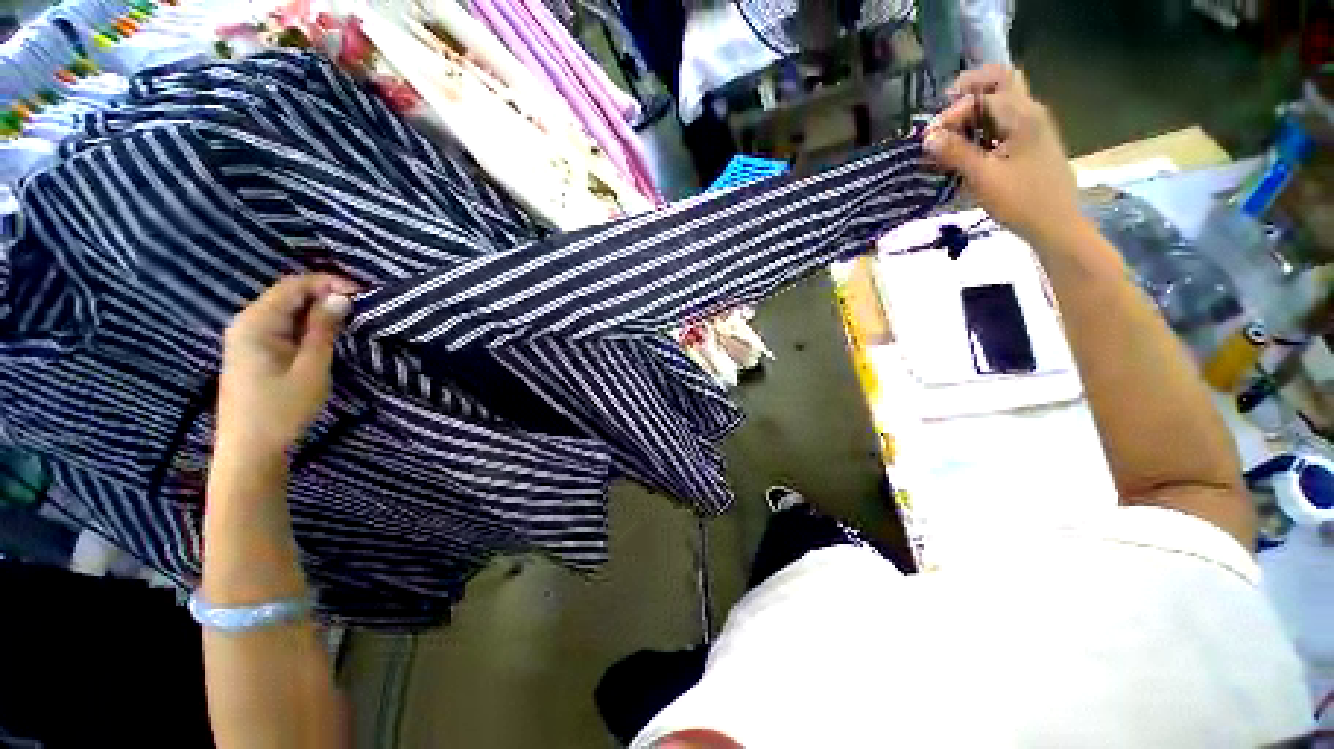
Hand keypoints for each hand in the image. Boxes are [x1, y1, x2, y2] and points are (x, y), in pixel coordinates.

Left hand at [218, 275, 358, 457]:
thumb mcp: (311, 368)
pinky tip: (326, 334)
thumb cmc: (281, 409)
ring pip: (286, 311)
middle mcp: (247, 323)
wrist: (250, 449)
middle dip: (324, 295)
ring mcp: (248, 338)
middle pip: (288, 295)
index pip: (293, 286)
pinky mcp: (254, 352)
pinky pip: (283, 327)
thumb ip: (324, 330)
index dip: (328, 283)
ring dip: (317, 311)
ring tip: (350, 318)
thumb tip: (341, 298)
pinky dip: (307, 325)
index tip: (362, 292)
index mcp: (256, 323)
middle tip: (361, 306)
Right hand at [923, 65, 1085, 247]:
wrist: (1056, 224)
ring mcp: (1034, 127)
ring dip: (977, 107)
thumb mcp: (983, 177)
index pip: (982, 97)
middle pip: (1002, 81)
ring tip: (951, 128)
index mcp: (1023, 116)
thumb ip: (955, 153)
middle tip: (945, 103)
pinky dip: (985, 124)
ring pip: (1004, 100)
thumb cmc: (1020, 200)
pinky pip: (1005, 121)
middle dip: (972, 88)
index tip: (929, 138)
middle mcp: (1031, 113)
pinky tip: (968, 144)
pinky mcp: (1031, 144)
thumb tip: (928, 137)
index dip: (952, 113)